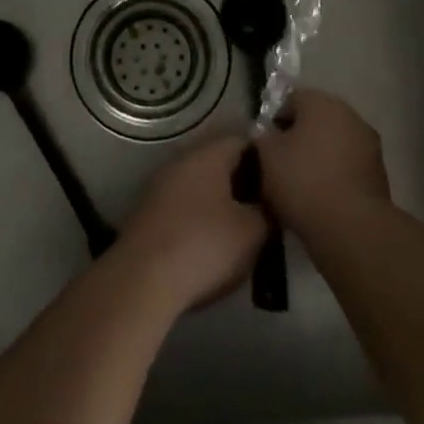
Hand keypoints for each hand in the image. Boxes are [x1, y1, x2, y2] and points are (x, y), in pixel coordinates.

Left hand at [117, 137, 266, 313]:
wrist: (142, 280)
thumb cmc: (204, 245)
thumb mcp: (253, 231)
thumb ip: (267, 211)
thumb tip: (267, 205)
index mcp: (207, 155)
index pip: (243, 142)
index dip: (266, 161)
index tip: (281, 187)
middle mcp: (181, 162)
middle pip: (220, 164)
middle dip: (243, 185)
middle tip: (265, 212)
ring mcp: (160, 187)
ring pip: (200, 188)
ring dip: (220, 205)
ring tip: (242, 233)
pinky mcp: (148, 215)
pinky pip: (183, 209)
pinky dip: (199, 222)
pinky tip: (211, 248)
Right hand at [255, 88, 390, 239]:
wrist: (351, 226)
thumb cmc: (302, 181)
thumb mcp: (266, 156)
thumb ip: (262, 138)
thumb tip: (267, 136)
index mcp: (321, 102)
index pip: (291, 100)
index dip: (275, 121)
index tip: (265, 146)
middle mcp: (349, 114)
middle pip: (316, 120)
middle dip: (299, 138)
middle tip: (281, 165)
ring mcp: (368, 143)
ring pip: (334, 143)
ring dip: (319, 156)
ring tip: (301, 185)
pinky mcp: (379, 172)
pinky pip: (348, 165)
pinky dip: (335, 174)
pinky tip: (322, 197)